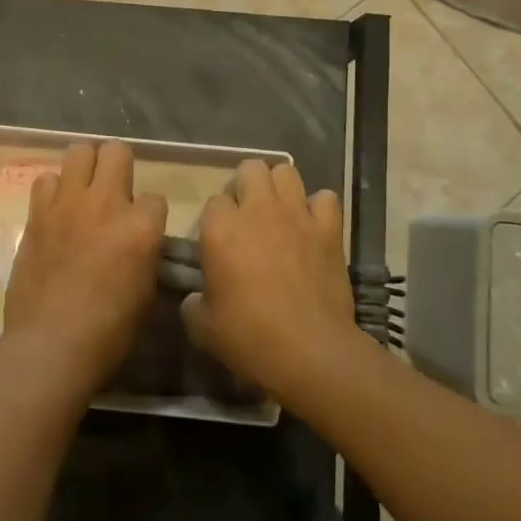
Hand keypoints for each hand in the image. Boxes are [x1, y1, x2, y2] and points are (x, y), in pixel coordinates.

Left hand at [1, 140, 166, 393]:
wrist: (50, 344)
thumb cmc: (108, 331)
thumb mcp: (146, 293)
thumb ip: (146, 255)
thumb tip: (142, 244)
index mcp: (141, 226)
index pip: (156, 198)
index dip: (150, 215)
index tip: (142, 232)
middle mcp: (106, 203)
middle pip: (117, 151)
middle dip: (120, 166)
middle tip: (114, 192)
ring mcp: (68, 203)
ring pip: (79, 151)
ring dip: (85, 168)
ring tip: (83, 192)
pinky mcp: (37, 212)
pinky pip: (46, 179)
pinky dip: (54, 190)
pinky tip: (56, 211)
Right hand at [180, 160, 361, 399]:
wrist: (308, 351)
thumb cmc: (248, 337)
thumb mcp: (201, 326)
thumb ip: (192, 302)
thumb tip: (195, 297)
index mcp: (220, 228)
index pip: (213, 201)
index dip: (216, 220)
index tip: (219, 242)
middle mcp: (257, 210)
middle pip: (250, 169)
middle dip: (246, 185)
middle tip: (247, 215)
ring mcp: (296, 215)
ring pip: (286, 171)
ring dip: (280, 187)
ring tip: (279, 211)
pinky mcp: (328, 229)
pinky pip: (325, 198)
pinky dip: (318, 208)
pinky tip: (313, 226)